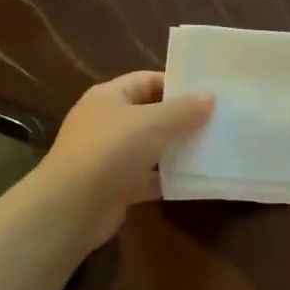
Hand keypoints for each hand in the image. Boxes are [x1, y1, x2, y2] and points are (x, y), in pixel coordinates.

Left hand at [38, 71, 214, 245]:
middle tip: (218, 120)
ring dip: (178, 149)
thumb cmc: (111, 152)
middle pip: (151, 114)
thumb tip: (211, 97)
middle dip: (183, 118)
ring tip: (214, 147)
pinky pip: (149, 177)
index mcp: (109, 97)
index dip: (177, 84)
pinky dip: (169, 178)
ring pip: (152, 146)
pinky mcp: (116, 186)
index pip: (147, 80)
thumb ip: (184, 109)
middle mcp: (107, 123)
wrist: (71, 209)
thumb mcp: (153, 123)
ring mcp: (110, 156)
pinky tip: (196, 178)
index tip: (210, 93)